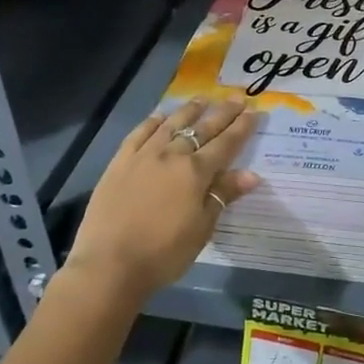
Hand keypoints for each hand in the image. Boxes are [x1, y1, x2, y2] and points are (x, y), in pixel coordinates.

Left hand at [68, 98, 258, 300]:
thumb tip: (251, 174)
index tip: (254, 111)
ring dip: (189, 110)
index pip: (226, 144)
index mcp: (196, 172)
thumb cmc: (164, 253)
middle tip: (236, 98)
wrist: (109, 265)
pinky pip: (139, 133)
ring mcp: (143, 156)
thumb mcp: (202, 228)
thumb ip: (223, 195)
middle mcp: (171, 155)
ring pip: (171, 124)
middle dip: (222, 113)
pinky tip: (160, 116)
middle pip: (202, 128)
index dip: (242, 128)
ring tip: (202, 99)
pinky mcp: (119, 162)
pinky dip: (152, 122)